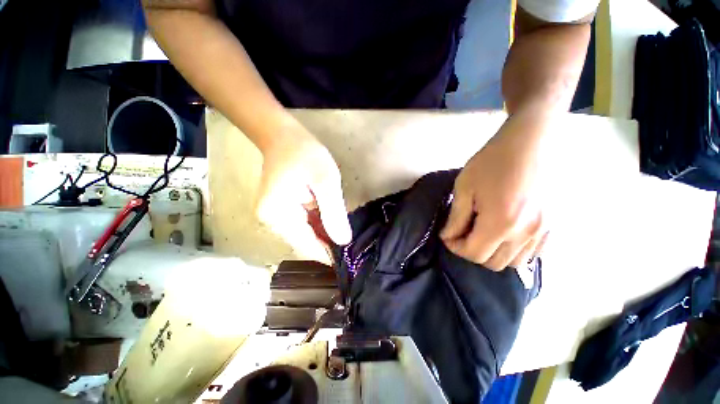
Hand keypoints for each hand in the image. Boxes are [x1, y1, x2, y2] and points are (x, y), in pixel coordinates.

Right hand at [256, 125, 351, 261]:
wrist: (283, 136)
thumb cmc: (304, 154)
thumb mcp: (325, 181)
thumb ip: (333, 212)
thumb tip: (343, 241)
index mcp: (278, 216)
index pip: (307, 246)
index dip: (327, 255)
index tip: (347, 263)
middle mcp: (273, 222)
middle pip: (305, 241)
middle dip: (328, 244)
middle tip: (352, 248)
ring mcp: (276, 217)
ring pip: (306, 234)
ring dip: (325, 234)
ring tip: (346, 236)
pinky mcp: (282, 210)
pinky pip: (304, 224)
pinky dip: (319, 225)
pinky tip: (333, 224)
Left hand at [441, 112, 549, 269]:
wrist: (528, 143)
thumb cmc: (490, 163)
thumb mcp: (464, 189)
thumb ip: (456, 218)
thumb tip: (448, 236)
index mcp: (500, 223)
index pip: (474, 254)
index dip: (455, 247)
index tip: (447, 235)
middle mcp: (525, 234)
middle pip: (493, 263)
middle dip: (472, 252)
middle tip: (462, 234)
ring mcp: (543, 232)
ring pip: (513, 263)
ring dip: (492, 254)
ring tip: (481, 234)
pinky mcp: (553, 226)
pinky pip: (533, 254)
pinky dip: (514, 251)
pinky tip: (504, 235)